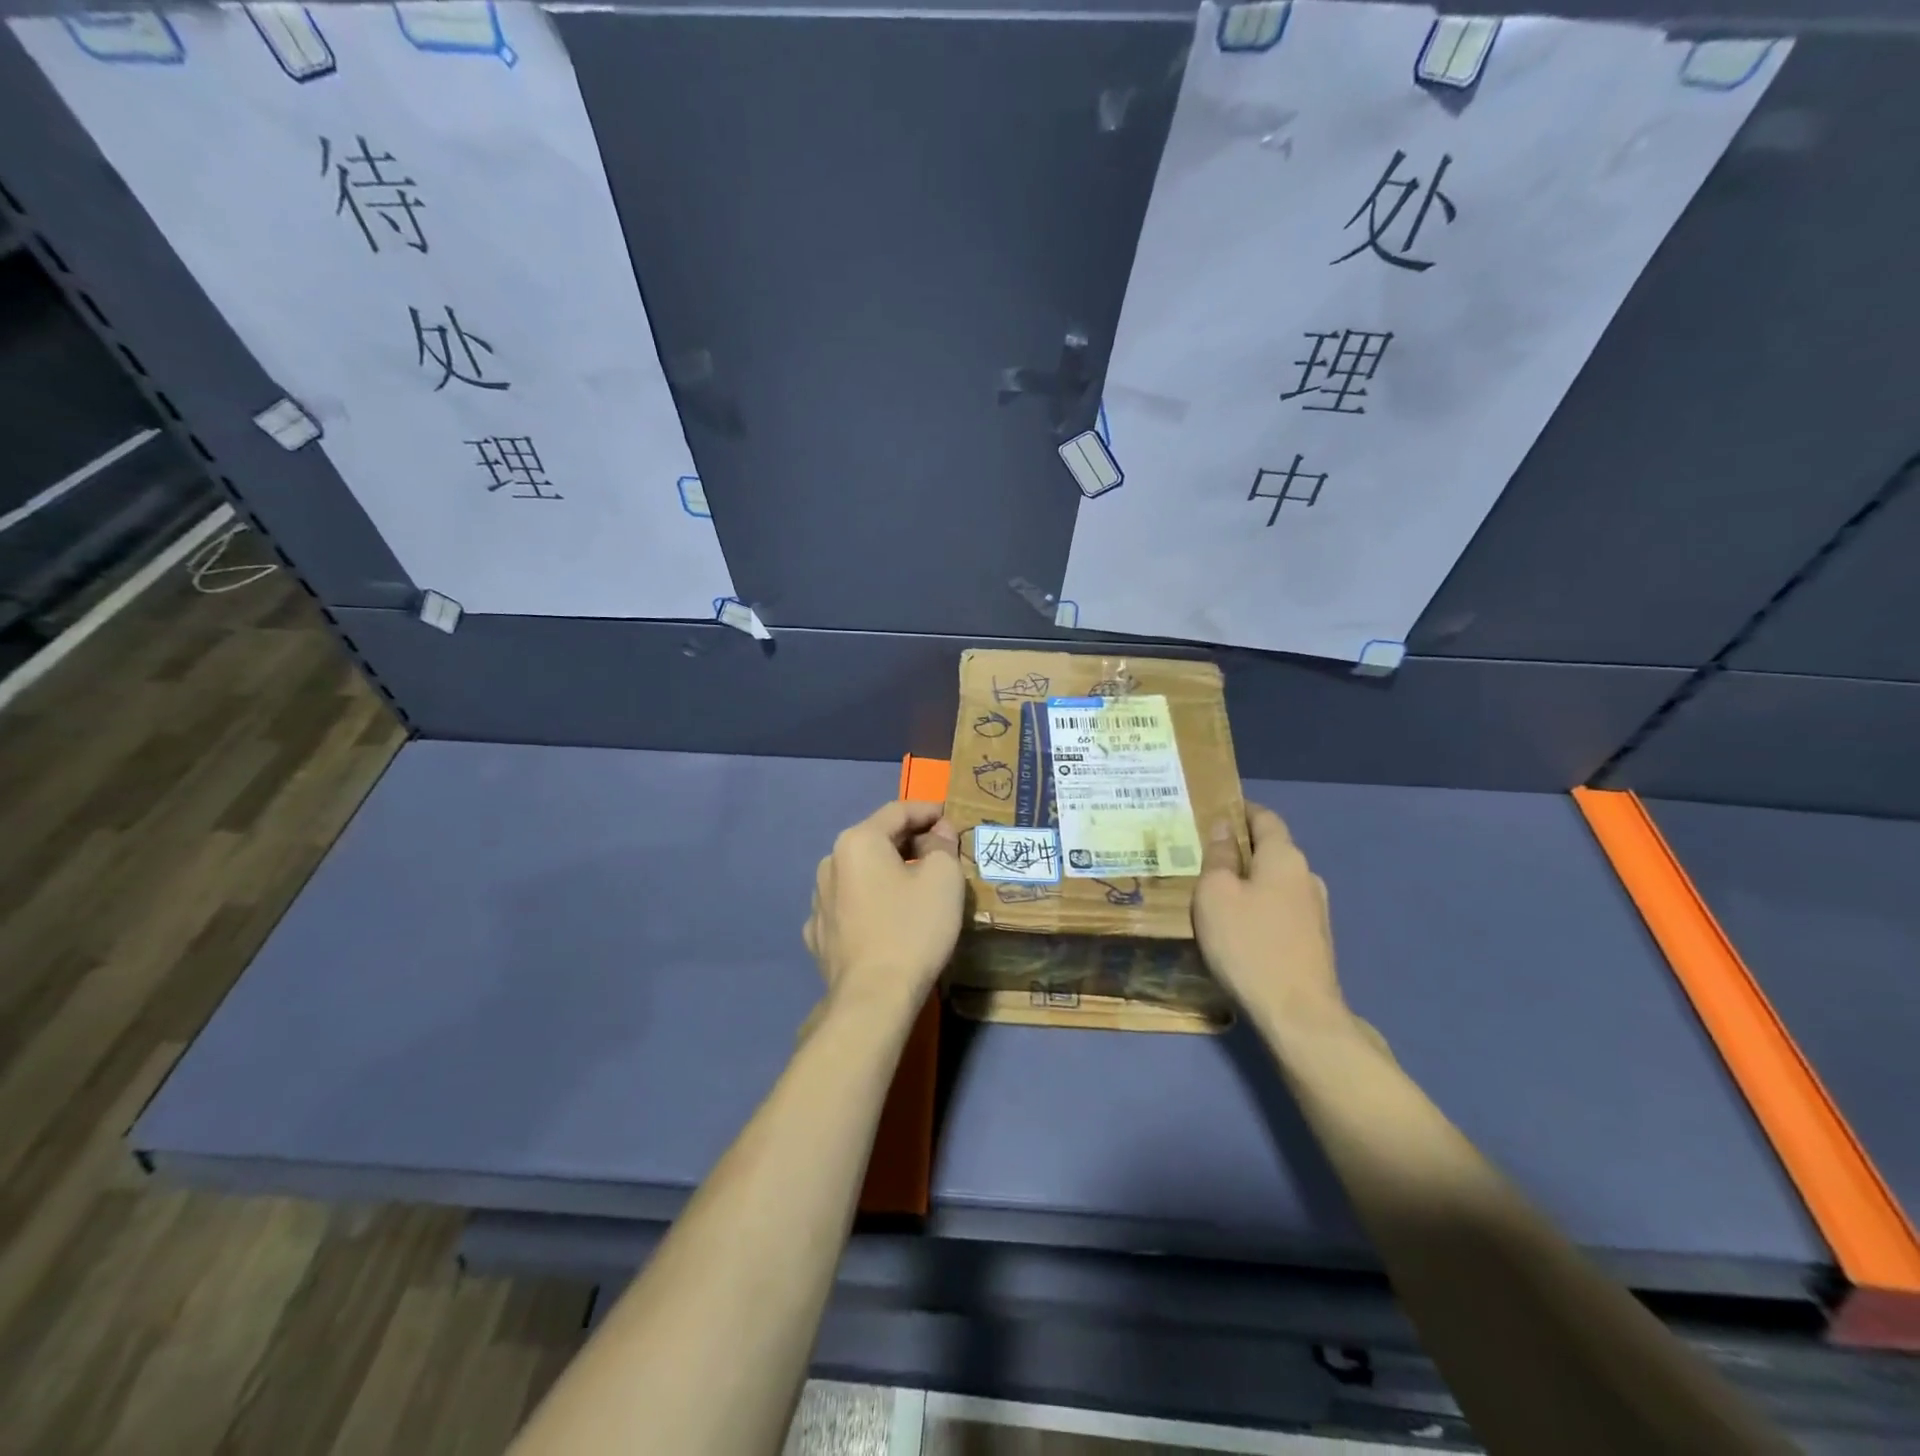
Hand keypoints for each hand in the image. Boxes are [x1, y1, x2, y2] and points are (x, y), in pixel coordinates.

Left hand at [804, 800, 963, 1022]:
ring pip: (861, 873)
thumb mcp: (944, 879)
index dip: (928, 811)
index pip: (898, 811)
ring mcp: (818, 900)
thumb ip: (943, 845)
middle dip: (910, 842)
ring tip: (914, 887)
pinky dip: (870, 902)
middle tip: (941, 853)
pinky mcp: (818, 933)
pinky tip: (885, 918)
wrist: (873, 998)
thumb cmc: (913, 929)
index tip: (951, 819)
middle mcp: (830, 862)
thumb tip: (938, 833)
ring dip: (887, 872)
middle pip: (876, 840)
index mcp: (858, 841)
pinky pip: (849, 905)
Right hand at [1194, 803, 1346, 1030]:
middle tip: (1202, 855)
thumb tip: (1224, 827)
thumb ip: (1219, 856)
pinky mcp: (1314, 940)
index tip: (1212, 811)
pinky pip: (1280, 908)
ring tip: (1214, 892)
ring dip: (1249, 881)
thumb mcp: (1216, 894)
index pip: (1265, 817)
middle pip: (1271, 850)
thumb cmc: (1248, 944)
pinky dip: (1258, 906)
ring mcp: (1316, 911)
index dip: (1240, 810)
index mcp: (1284, 857)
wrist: (1298, 1015)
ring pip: (1275, 882)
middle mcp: (1306, 876)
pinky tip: (1237, 925)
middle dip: (1240, 849)